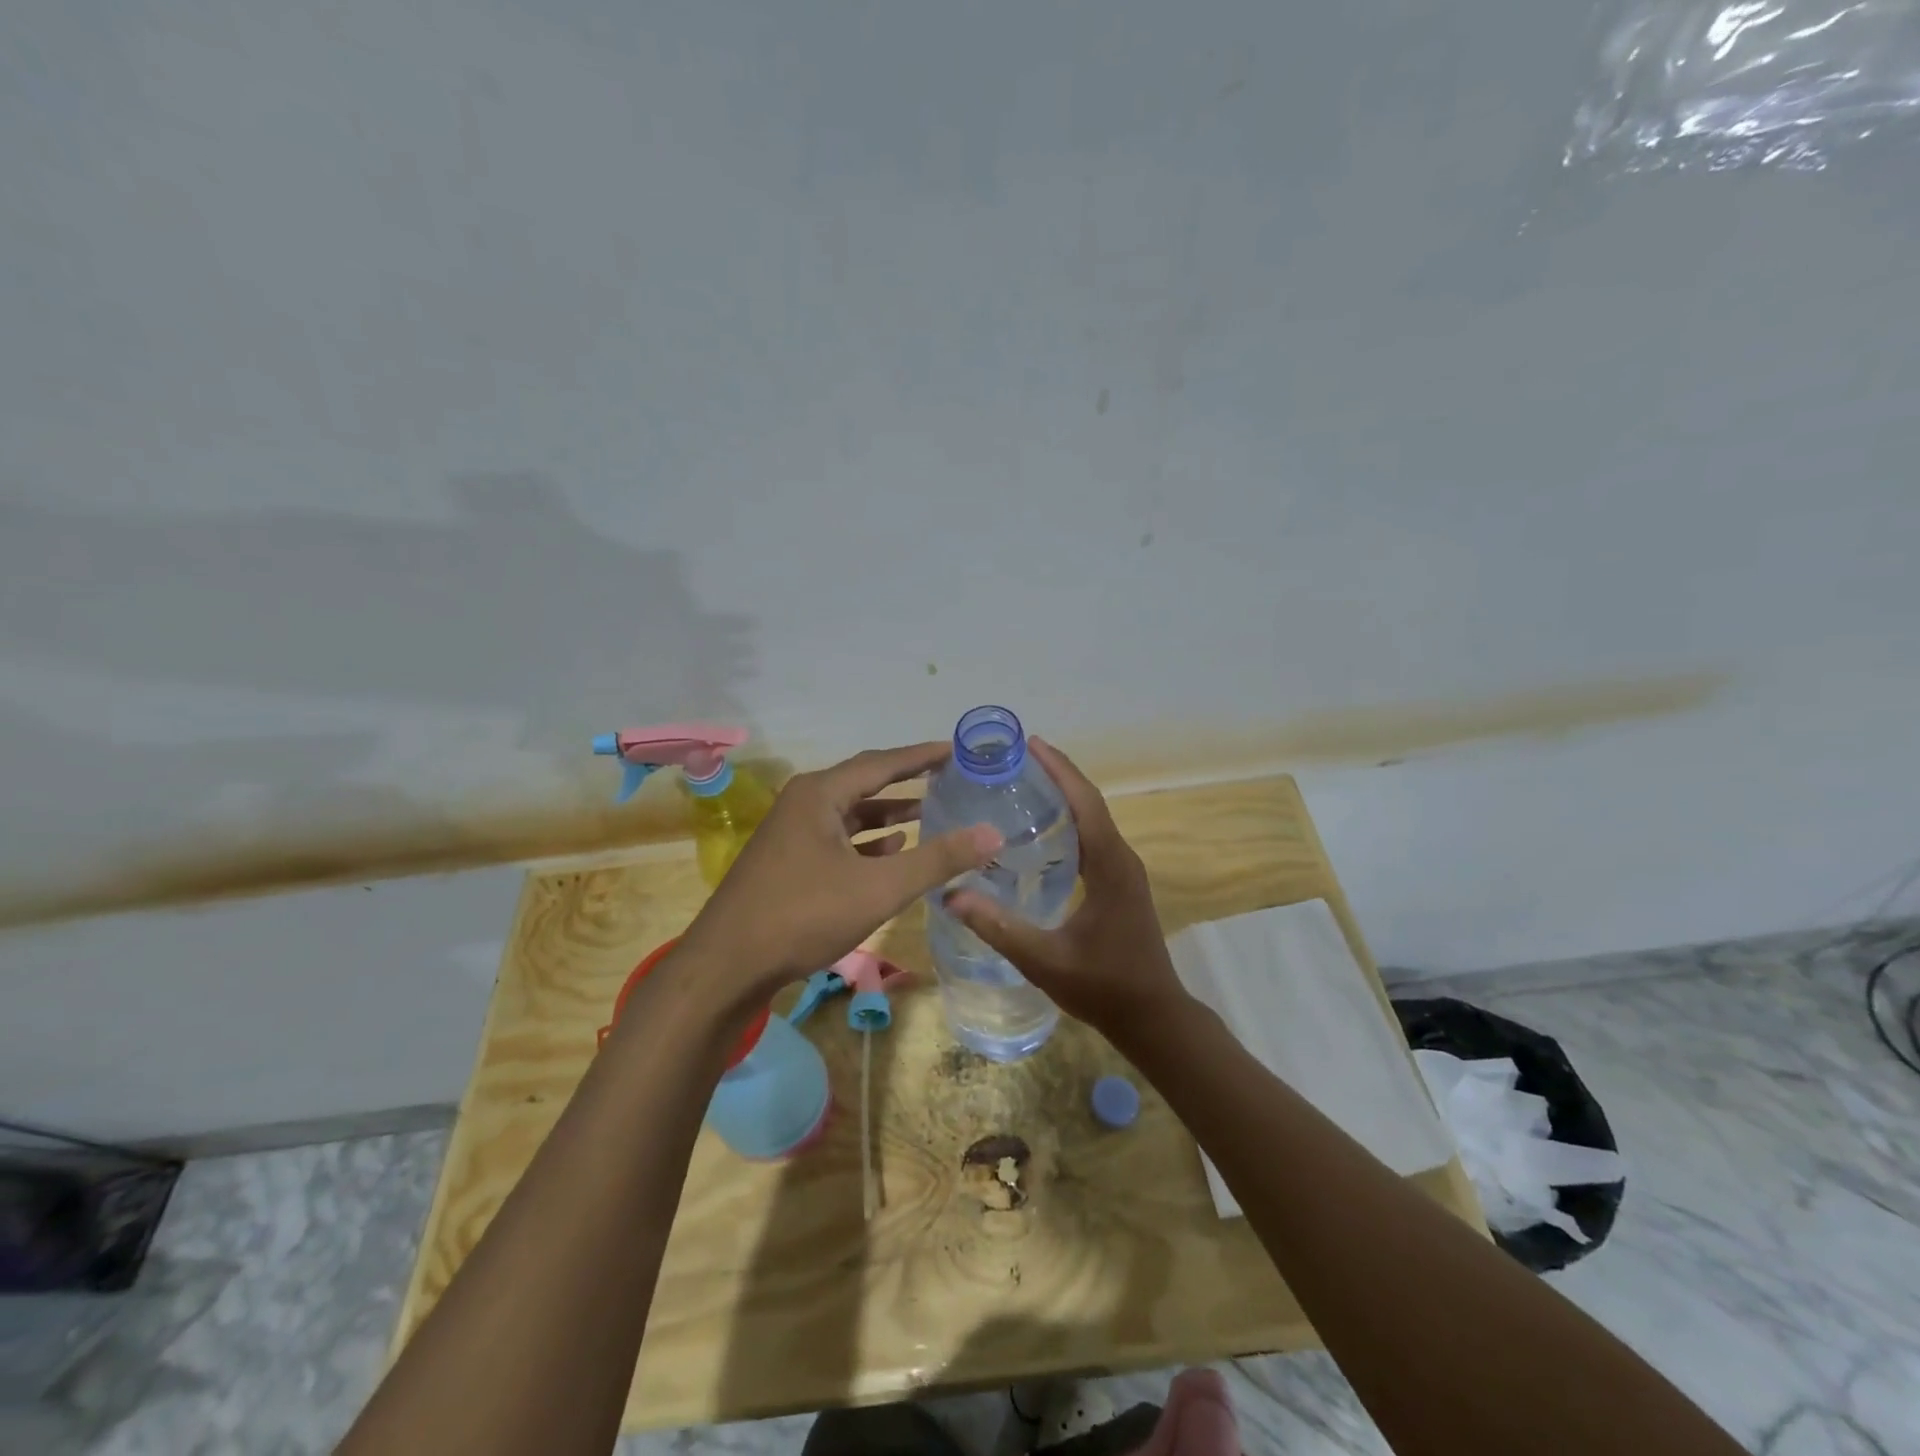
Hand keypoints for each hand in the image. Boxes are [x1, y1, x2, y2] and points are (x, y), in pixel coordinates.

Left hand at [681, 742, 1000, 997]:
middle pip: (866, 782)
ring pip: (851, 812)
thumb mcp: (879, 887)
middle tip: (949, 779)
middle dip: (908, 782)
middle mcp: (804, 802)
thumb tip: (992, 833)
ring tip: (930, 813)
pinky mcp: (788, 860)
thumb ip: (937, 859)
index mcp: (820, 793)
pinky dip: (867, 840)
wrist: (726, 966)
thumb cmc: (803, 915)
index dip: (923, 756)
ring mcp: (792, 832)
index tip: (958, 751)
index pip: (883, 762)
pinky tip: (892, 849)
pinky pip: (837, 837)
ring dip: (889, 813)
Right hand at [945, 737, 1191, 1043]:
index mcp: (1110, 865)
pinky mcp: (1121, 884)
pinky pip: (1094, 839)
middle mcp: (1122, 859)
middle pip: (1090, 803)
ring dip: (1064, 797)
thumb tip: (951, 896)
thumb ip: (999, 928)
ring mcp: (1125, 872)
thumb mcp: (1046, 960)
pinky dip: (1070, 823)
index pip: (1085, 802)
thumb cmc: (1104, 987)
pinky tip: (1041, 833)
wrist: (1154, 1017)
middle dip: (1057, 776)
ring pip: (1093, 820)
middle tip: (1016, 760)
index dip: (1059, 770)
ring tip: (1023, 785)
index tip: (1031, 744)